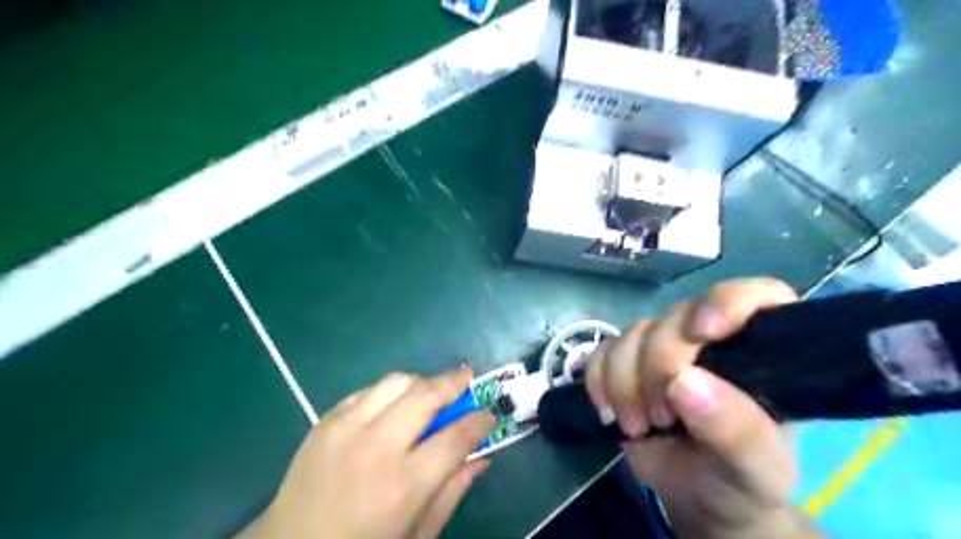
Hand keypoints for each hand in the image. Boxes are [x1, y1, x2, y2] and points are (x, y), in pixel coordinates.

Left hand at [252, 369, 495, 538]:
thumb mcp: (416, 535)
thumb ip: (451, 492)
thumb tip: (482, 458)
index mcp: (402, 486)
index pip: (455, 438)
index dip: (479, 421)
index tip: (489, 414)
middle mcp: (375, 448)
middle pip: (425, 396)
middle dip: (453, 382)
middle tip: (468, 377)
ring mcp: (345, 429)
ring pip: (396, 382)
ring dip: (422, 380)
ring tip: (434, 389)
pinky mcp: (325, 420)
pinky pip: (368, 391)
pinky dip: (390, 391)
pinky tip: (396, 405)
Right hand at [589, 278, 820, 537]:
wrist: (696, 496)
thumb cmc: (741, 479)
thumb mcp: (757, 469)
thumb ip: (736, 431)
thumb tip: (685, 383)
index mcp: (758, 352)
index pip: (753, 296)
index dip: (726, 302)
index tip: (702, 333)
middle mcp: (709, 339)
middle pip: (675, 317)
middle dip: (659, 365)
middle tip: (661, 417)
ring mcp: (662, 347)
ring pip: (633, 333)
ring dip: (626, 381)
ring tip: (640, 425)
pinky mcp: (626, 361)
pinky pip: (602, 351)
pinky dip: (599, 380)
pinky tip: (610, 411)